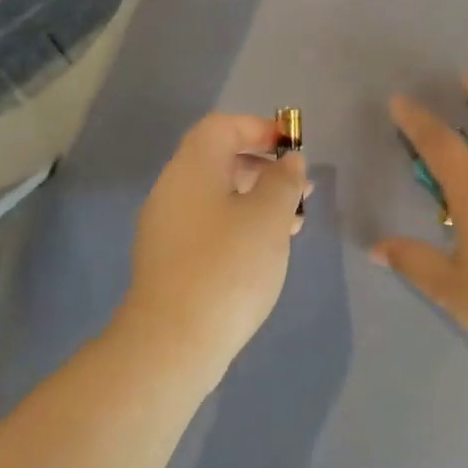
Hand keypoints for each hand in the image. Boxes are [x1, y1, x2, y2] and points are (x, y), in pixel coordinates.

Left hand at [117, 112, 309, 390]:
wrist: (174, 340)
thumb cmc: (229, 266)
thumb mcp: (269, 217)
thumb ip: (283, 181)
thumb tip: (288, 162)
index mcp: (192, 169)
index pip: (222, 127)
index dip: (259, 128)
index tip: (292, 149)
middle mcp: (172, 190)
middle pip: (218, 160)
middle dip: (263, 168)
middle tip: (300, 190)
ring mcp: (166, 227)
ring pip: (216, 196)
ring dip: (256, 200)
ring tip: (292, 224)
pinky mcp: (170, 259)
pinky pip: (208, 225)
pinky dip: (239, 225)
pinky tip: (263, 251)